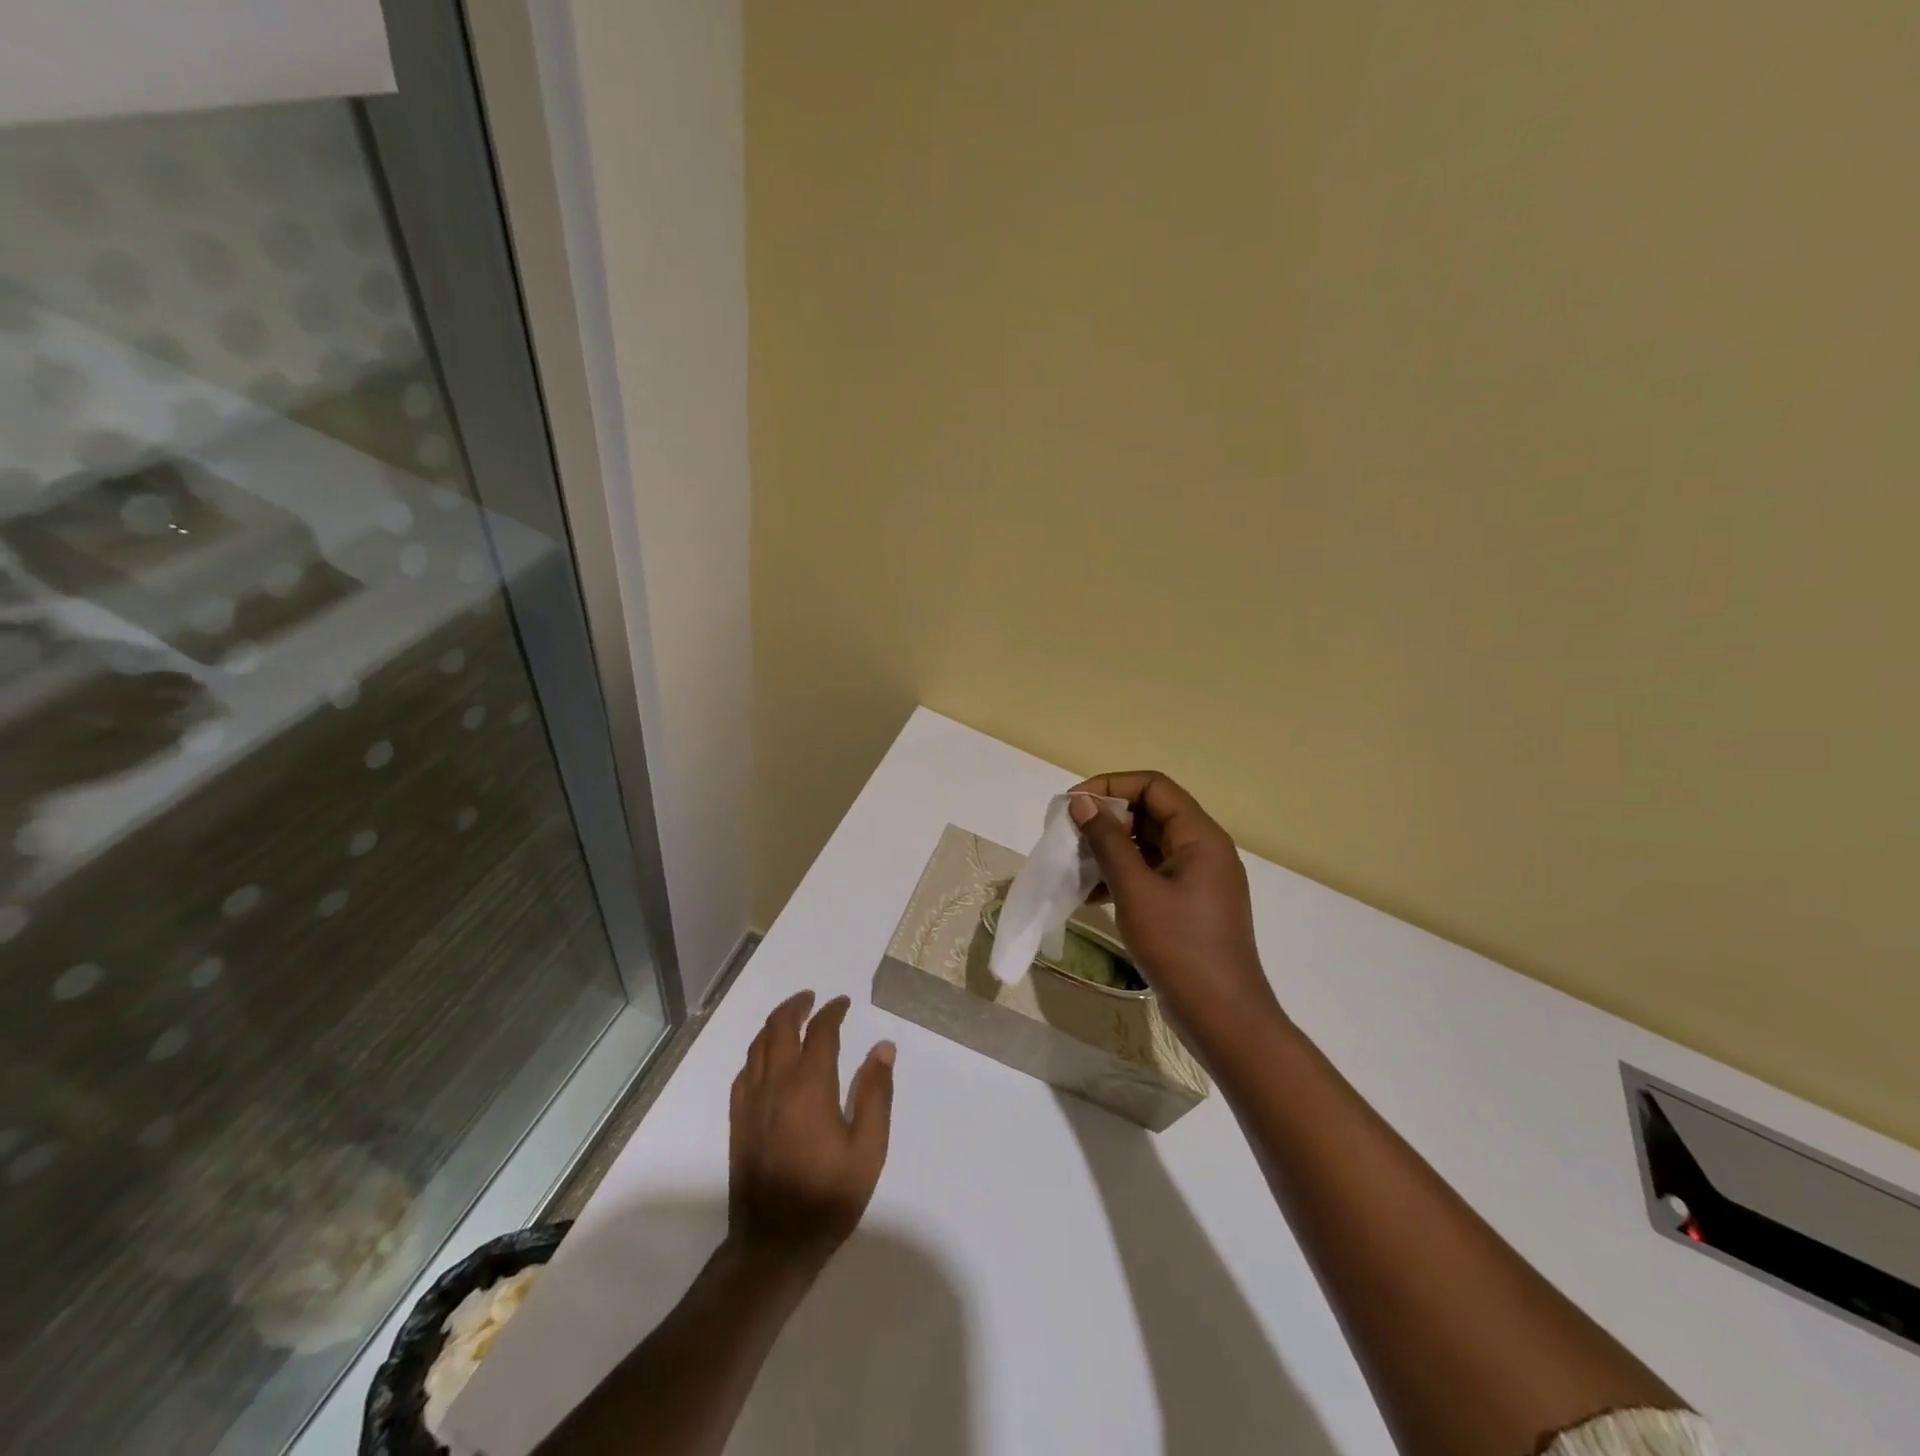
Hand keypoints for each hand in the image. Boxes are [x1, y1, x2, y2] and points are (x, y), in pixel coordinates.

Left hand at [727, 991, 894, 1270]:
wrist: (773, 1244)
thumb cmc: (828, 1196)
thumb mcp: (868, 1149)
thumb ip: (875, 1094)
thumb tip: (883, 1048)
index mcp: (810, 1085)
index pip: (820, 1031)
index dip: (833, 1011)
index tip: (844, 1003)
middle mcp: (776, 1083)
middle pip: (779, 1026)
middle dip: (797, 1005)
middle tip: (814, 999)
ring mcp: (751, 1101)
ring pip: (758, 1044)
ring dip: (775, 1024)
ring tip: (793, 1018)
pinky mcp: (738, 1120)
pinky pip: (745, 1070)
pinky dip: (758, 1052)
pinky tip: (768, 1059)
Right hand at [1068, 772, 1281, 1050]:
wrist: (1223, 1016)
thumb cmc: (1180, 946)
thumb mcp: (1136, 890)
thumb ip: (1108, 842)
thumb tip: (1082, 802)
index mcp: (1200, 836)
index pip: (1154, 786)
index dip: (1111, 786)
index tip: (1073, 804)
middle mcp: (1203, 848)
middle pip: (1151, 812)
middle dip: (1108, 818)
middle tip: (1069, 834)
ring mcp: (1198, 878)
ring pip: (1149, 844)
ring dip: (1111, 848)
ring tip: (1075, 863)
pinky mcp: (1189, 904)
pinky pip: (1152, 873)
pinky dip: (1122, 875)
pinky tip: (1091, 894)